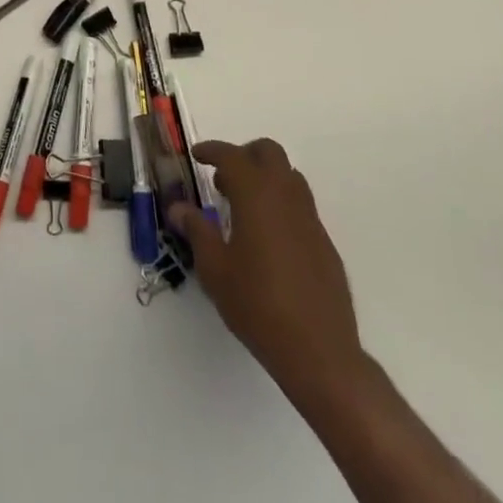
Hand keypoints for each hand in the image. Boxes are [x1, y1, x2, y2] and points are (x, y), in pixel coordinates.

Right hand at [169, 138, 366, 397]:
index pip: (231, 155)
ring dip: (265, 178)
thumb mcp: (215, 269)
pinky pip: (300, 206)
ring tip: (243, 207)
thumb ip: (197, 230)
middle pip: (268, 153)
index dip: (211, 150)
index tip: (197, 155)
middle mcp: (286, 196)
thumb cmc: (257, 305)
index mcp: (256, 194)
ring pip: (288, 176)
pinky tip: (268, 239)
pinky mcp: (324, 242)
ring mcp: (310, 218)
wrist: (319, 352)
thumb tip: (178, 207)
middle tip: (223, 178)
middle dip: (244, 155)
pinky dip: (280, 205)